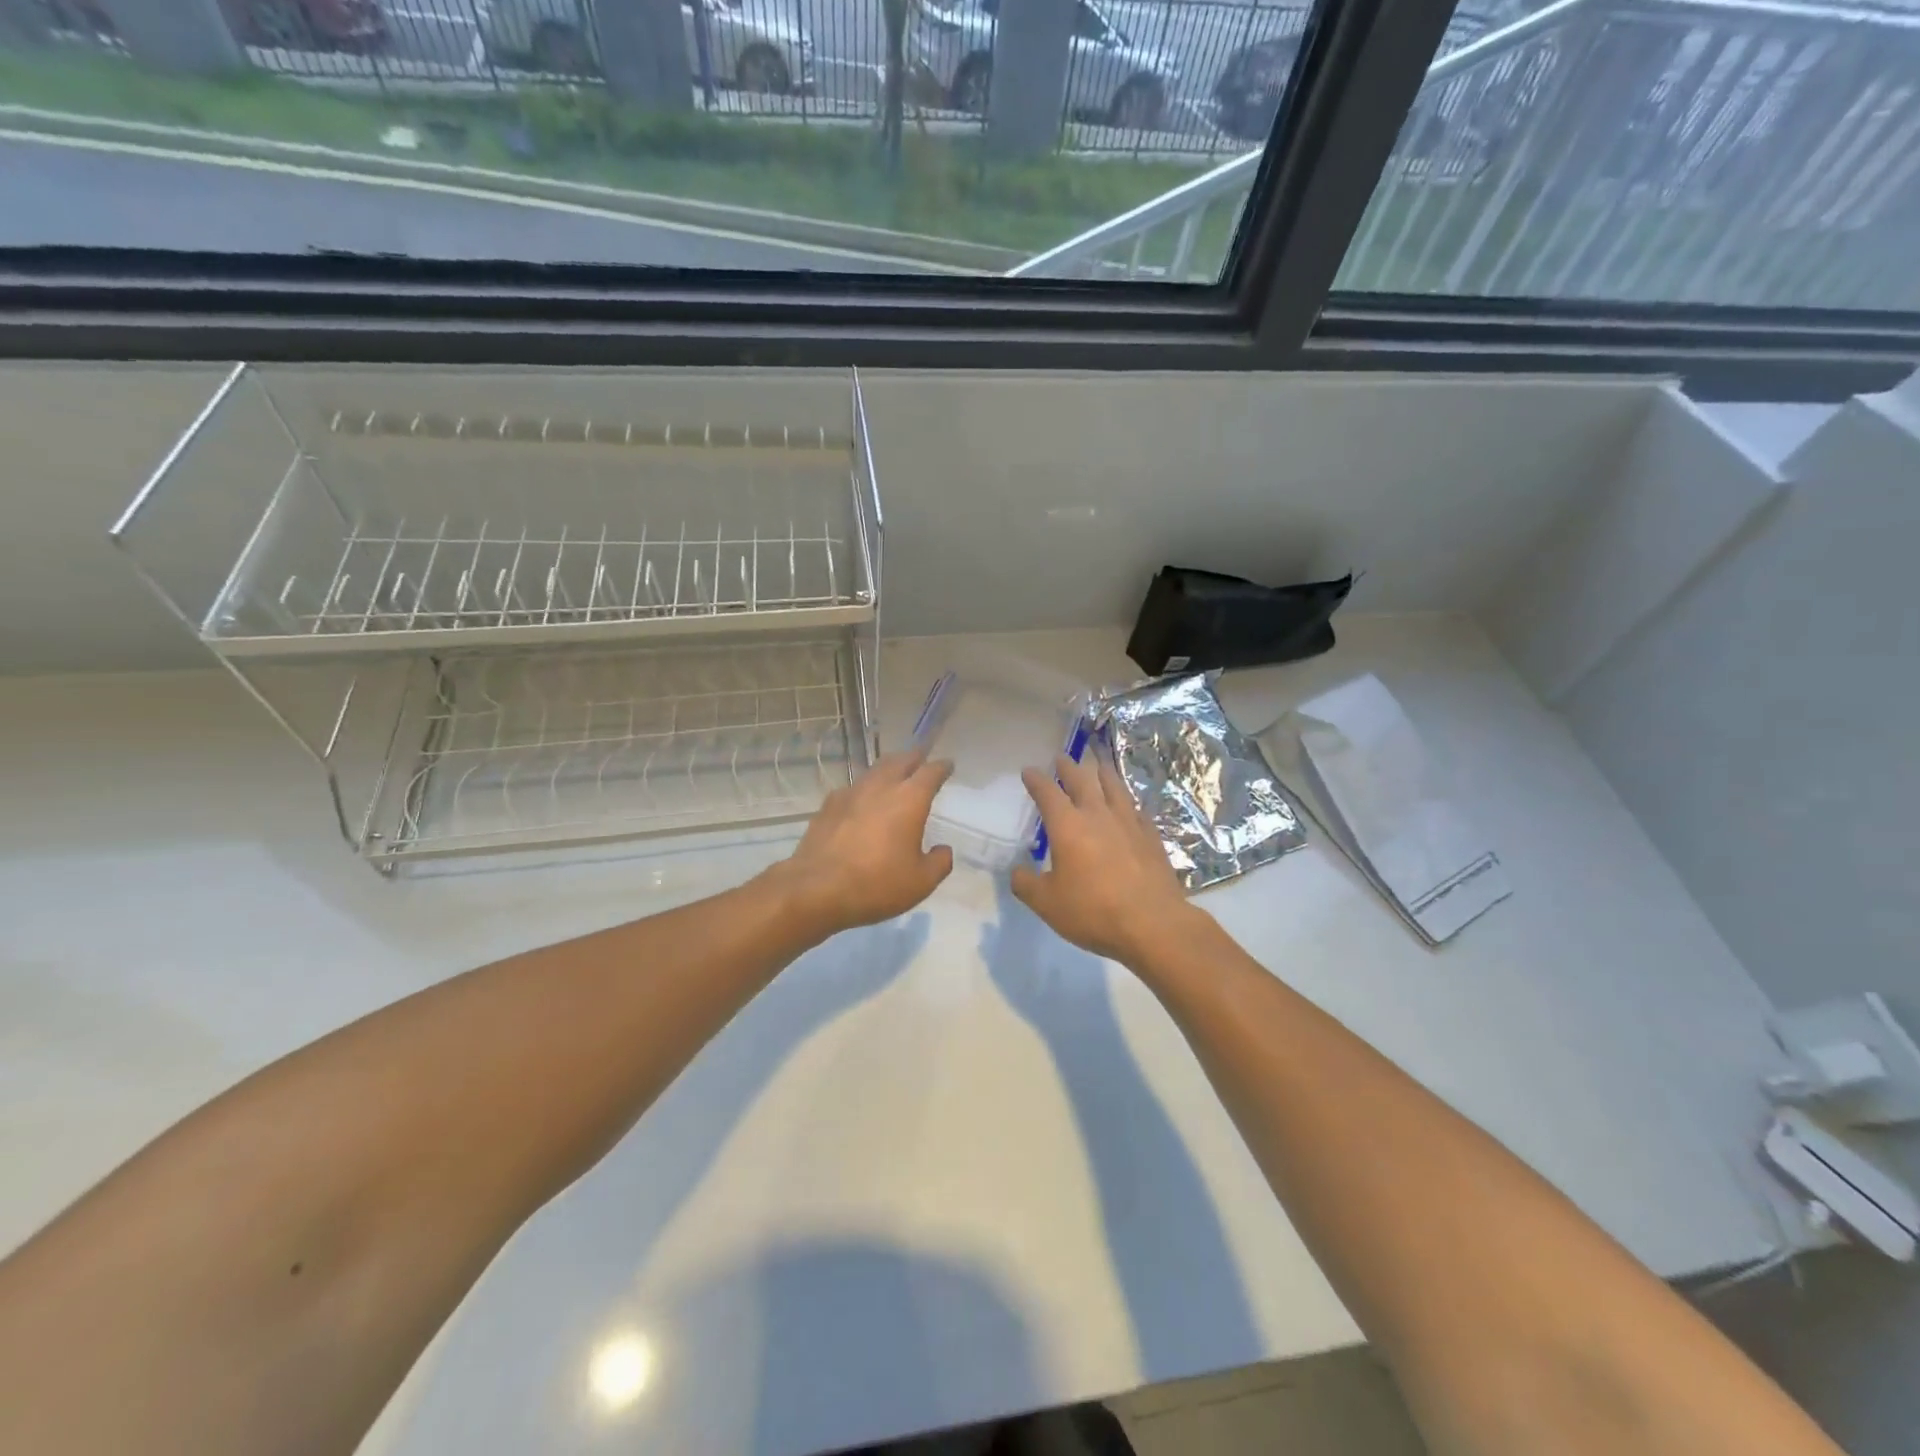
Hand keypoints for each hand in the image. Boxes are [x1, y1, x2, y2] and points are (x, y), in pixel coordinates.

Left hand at [763, 749, 953, 938]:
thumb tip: (943, 850)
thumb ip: (939, 862)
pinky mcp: (827, 807)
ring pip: (874, 772)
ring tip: (894, 777)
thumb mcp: (921, 882)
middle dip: (914, 758)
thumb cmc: (877, 884)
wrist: (816, 890)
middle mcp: (880, 787)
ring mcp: (850, 794)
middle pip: (899, 761)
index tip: (948, 765)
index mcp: (909, 799)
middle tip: (921, 761)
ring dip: (888, 770)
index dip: (942, 767)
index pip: (930, 772)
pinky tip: (862, 803)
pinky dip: (864, 790)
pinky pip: (852, 789)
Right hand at [1011, 753, 1198, 966]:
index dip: (1036, 780)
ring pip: (1114, 787)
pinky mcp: (1151, 836)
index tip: (1029, 771)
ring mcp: (1128, 822)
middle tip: (1061, 758)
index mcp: (1067, 826)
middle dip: (1068, 767)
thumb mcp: (1047, 904)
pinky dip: (1127, 801)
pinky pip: (1136, 808)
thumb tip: (1017, 871)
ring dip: (1102, 773)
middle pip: (1082, 780)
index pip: (1047, 792)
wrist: (1153, 924)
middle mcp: (1097, 815)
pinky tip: (1129, 805)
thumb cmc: (1093, 911)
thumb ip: (1026, 884)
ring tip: (1098, 765)